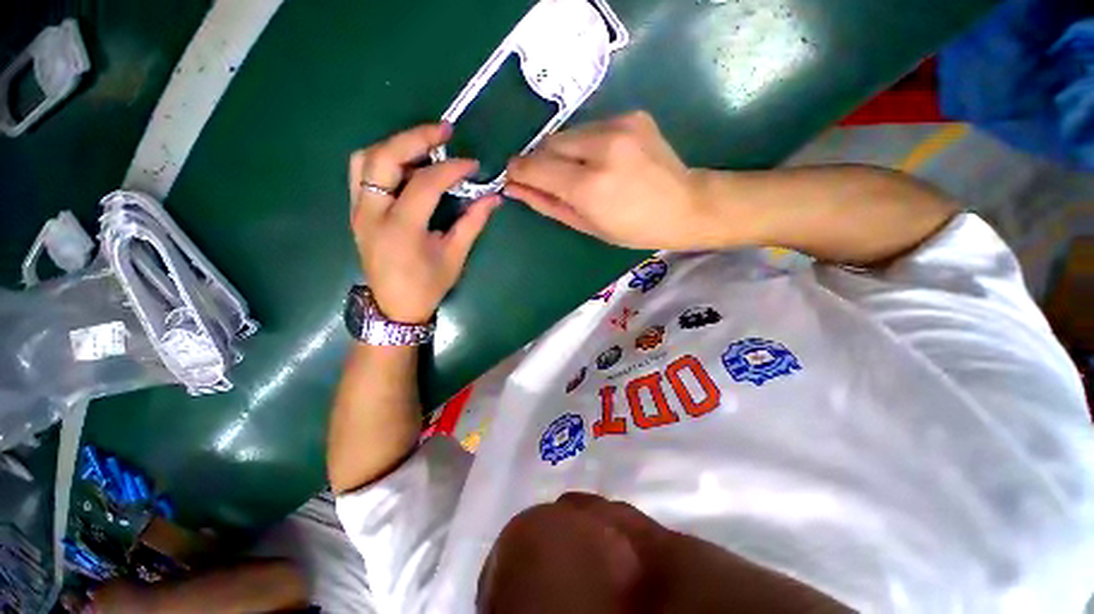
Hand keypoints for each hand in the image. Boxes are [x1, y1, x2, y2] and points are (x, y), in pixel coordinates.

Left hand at [350, 123, 500, 323]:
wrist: (394, 306)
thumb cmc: (427, 285)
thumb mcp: (454, 256)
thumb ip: (472, 223)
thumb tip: (493, 198)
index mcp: (401, 229)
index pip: (424, 183)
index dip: (451, 169)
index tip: (472, 164)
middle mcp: (372, 213)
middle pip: (385, 157)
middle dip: (416, 137)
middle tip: (445, 131)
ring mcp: (358, 210)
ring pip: (366, 158)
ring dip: (396, 144)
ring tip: (425, 144)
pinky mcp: (356, 210)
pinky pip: (361, 171)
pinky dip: (382, 157)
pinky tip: (405, 163)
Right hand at [504, 111, 716, 249]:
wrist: (685, 205)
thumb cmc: (633, 229)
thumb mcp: (586, 225)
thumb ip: (547, 204)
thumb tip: (514, 188)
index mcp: (590, 186)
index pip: (536, 166)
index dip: (518, 170)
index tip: (513, 176)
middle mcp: (602, 147)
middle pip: (549, 144)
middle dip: (541, 161)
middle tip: (551, 180)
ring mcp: (620, 125)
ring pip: (568, 133)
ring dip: (563, 152)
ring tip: (581, 173)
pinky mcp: (632, 115)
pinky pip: (591, 127)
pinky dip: (585, 144)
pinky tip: (603, 160)